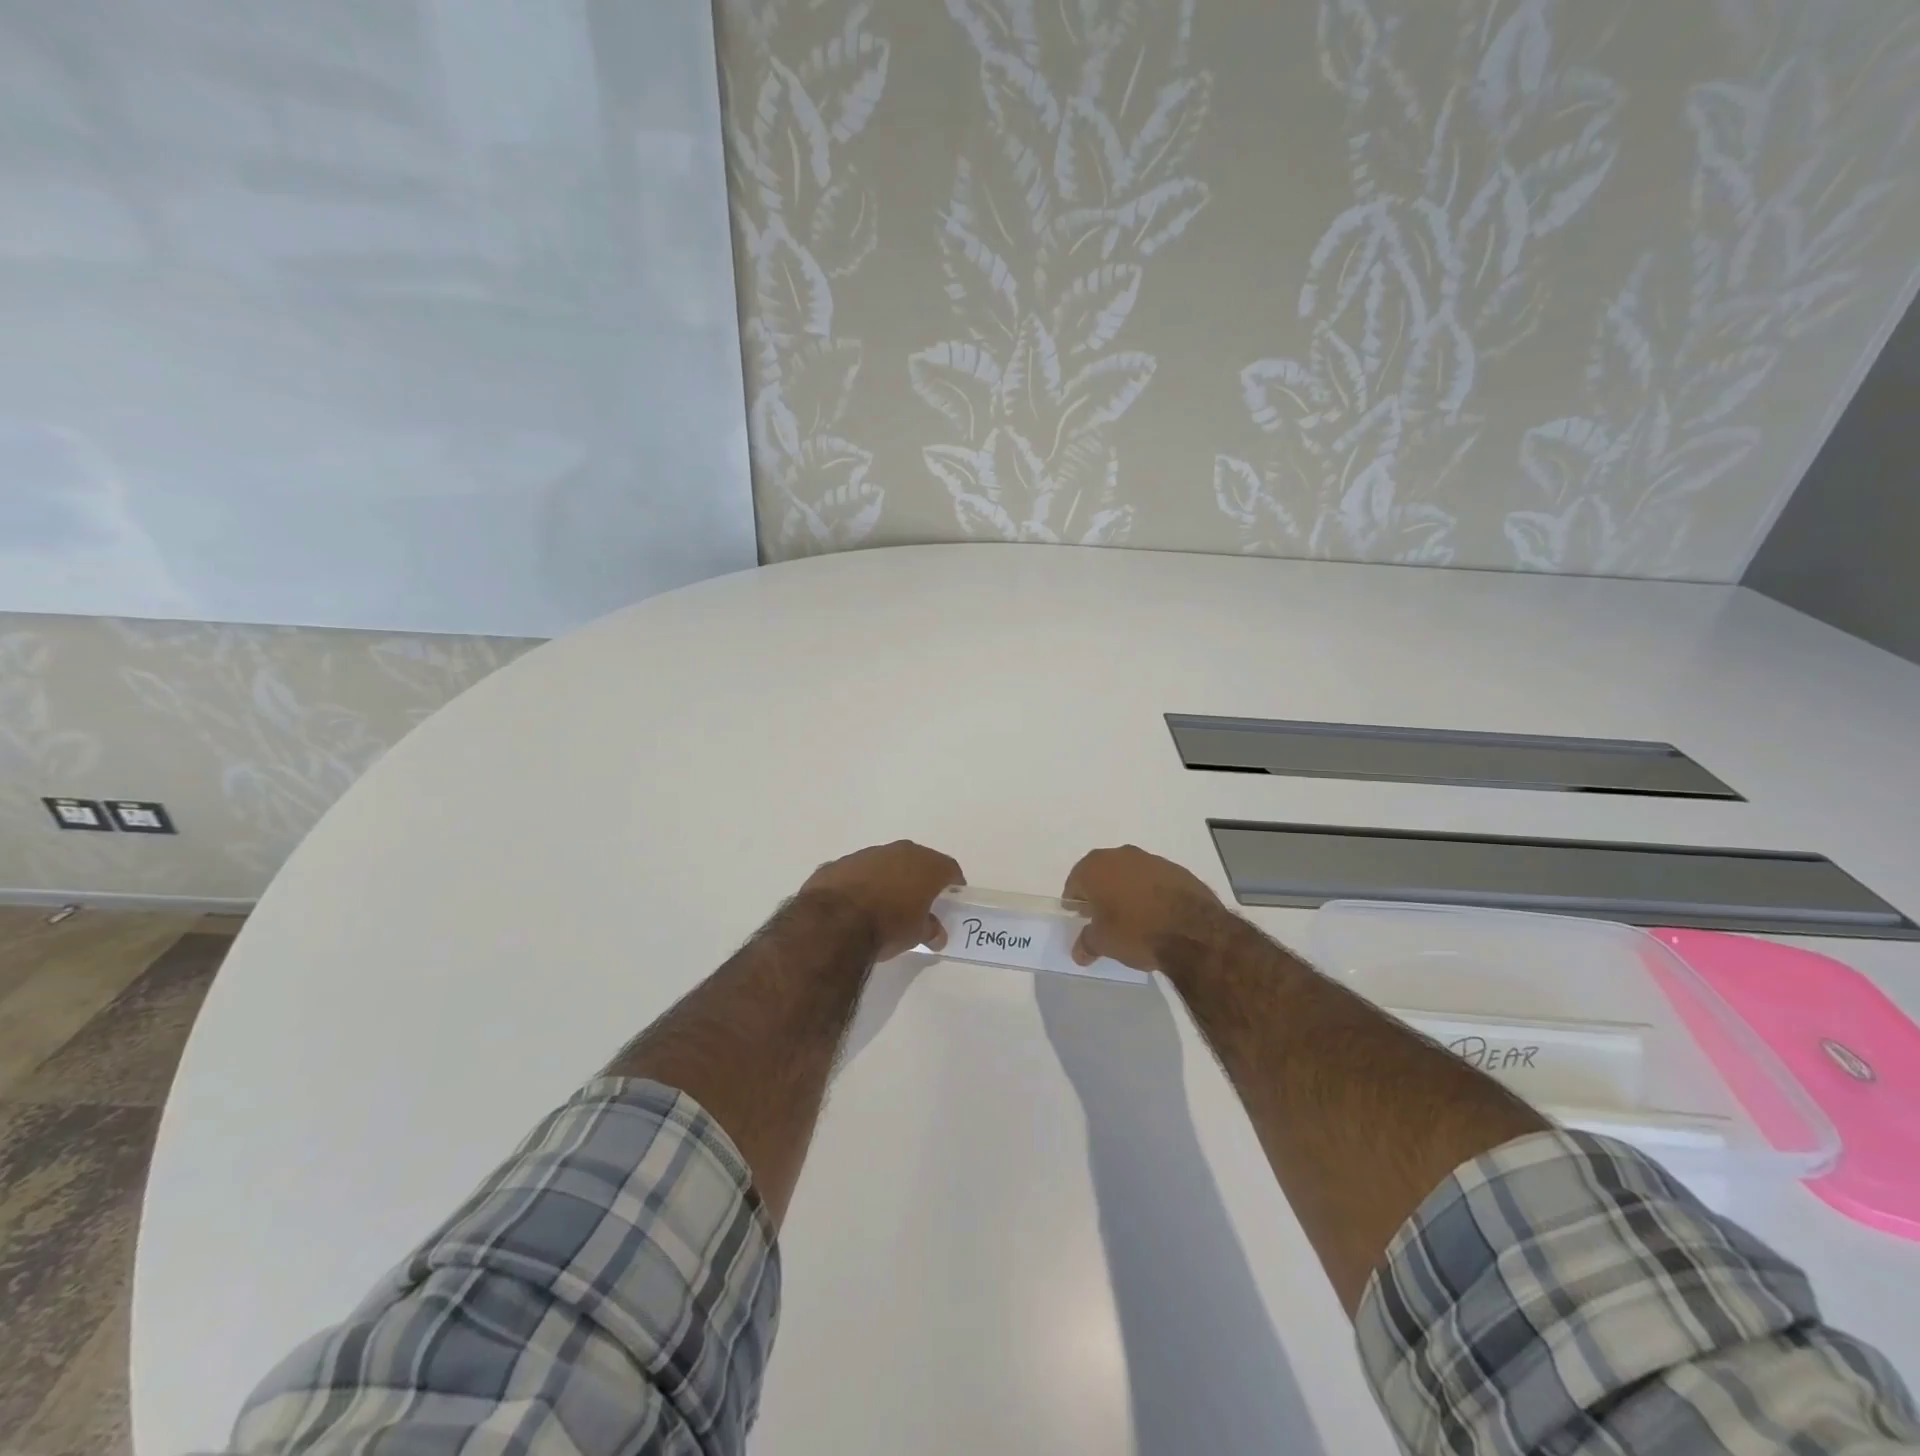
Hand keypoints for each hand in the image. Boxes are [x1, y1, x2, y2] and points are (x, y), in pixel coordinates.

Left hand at [800, 840, 963, 959]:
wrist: (834, 922)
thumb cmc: (887, 926)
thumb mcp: (916, 935)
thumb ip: (930, 929)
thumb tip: (937, 933)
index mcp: (925, 865)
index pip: (948, 868)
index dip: (952, 883)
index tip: (951, 897)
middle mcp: (898, 851)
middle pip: (917, 861)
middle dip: (919, 878)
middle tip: (919, 900)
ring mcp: (866, 854)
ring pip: (885, 863)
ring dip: (888, 878)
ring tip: (884, 902)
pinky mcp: (838, 864)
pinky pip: (857, 872)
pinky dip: (860, 883)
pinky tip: (855, 904)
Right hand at [1064, 845, 1228, 970]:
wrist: (1193, 930)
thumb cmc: (1136, 931)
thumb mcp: (1103, 943)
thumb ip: (1087, 943)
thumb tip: (1079, 952)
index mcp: (1095, 867)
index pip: (1075, 883)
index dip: (1076, 903)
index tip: (1082, 920)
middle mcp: (1120, 855)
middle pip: (1102, 874)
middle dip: (1101, 893)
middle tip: (1105, 919)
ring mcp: (1151, 859)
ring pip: (1130, 874)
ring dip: (1127, 891)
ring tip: (1134, 919)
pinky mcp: (1177, 869)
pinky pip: (1154, 880)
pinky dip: (1151, 893)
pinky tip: (1158, 915)